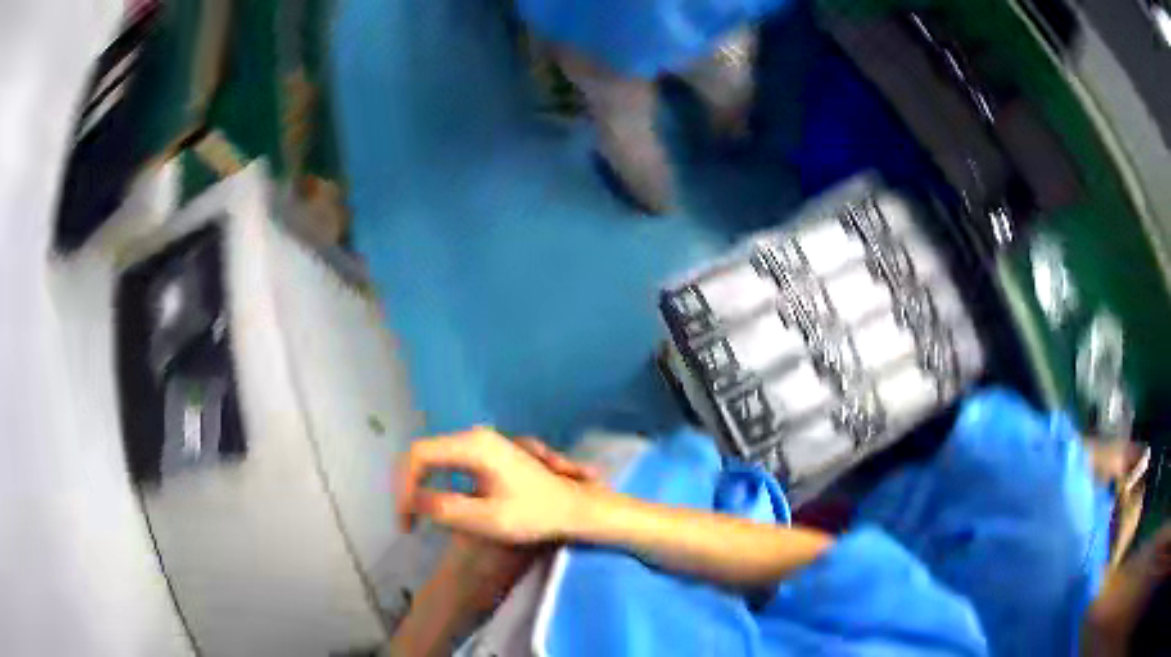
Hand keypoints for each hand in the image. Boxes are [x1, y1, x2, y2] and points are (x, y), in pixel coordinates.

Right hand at [396, 428, 598, 543]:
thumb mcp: (490, 519)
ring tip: (415, 517)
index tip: (406, 521)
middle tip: (407, 522)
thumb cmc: (536, 515)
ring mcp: (480, 442)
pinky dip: (433, 482)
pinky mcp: (485, 453)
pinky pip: (446, 462)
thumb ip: (447, 509)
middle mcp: (474, 436)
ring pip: (433, 457)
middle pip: (423, 453)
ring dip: (419, 485)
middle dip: (408, 486)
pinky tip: (434, 505)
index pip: (418, 455)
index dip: (403, 486)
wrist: (573, 507)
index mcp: (473, 446)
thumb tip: (411, 500)